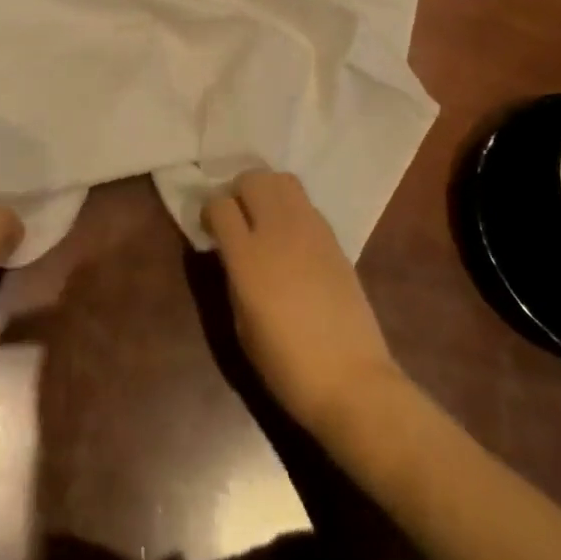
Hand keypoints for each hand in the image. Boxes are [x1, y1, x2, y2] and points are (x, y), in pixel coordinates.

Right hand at [204, 170, 404, 436]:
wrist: (352, 381)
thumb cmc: (286, 365)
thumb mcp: (242, 322)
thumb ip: (233, 276)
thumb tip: (230, 252)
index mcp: (247, 256)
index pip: (219, 205)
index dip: (209, 212)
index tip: (209, 229)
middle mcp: (278, 231)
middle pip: (252, 178)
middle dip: (237, 191)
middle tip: (235, 217)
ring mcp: (310, 230)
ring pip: (282, 180)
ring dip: (266, 190)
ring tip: (262, 218)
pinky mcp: (334, 238)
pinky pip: (305, 204)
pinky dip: (291, 208)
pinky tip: (290, 237)